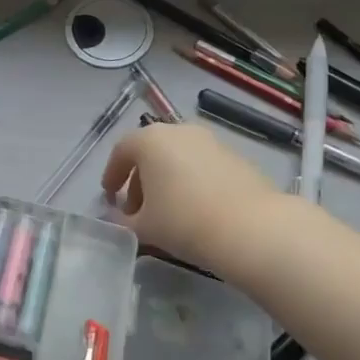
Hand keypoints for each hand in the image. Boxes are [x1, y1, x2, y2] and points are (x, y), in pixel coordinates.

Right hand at [101, 122, 283, 273]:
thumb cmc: (184, 222)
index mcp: (151, 140)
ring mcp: (211, 141)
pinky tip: (194, 209)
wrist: (250, 227)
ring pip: (178, 158)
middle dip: (139, 181)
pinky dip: (190, 181)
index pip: (121, 151)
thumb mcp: (143, 227)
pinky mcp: (235, 156)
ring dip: (166, 180)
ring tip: (166, 213)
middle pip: (151, 152)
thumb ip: (123, 221)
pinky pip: (201, 165)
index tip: (109, 196)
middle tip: (136, 210)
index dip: (112, 174)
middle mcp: (180, 131)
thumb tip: (118, 218)